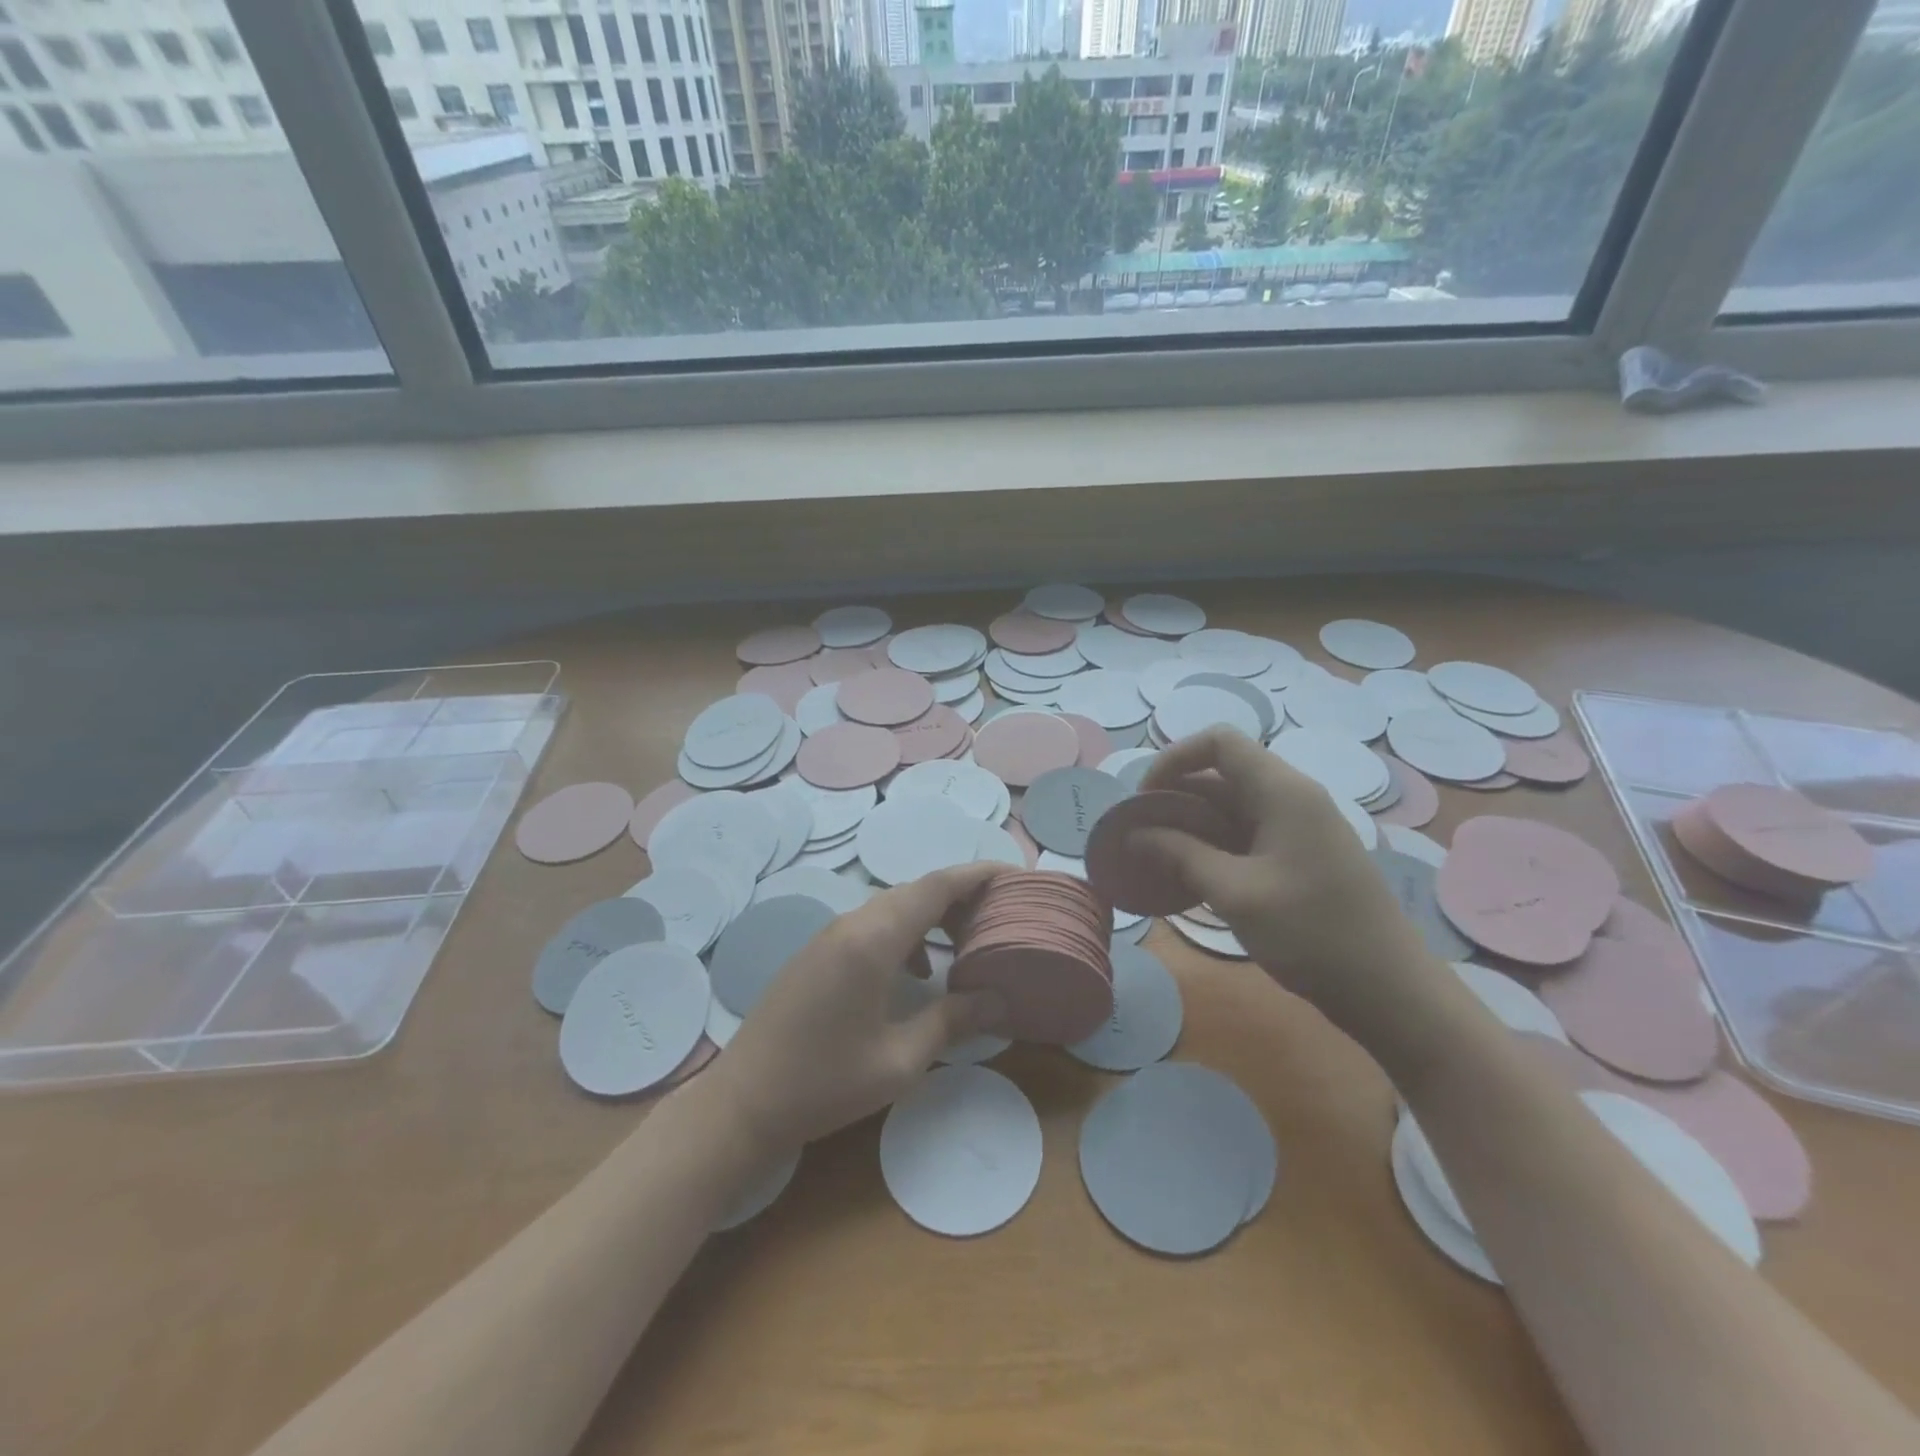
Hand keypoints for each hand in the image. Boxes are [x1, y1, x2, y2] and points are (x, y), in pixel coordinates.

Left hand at [711, 863, 1008, 1154]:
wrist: (742, 1103)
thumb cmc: (825, 1084)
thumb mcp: (899, 1060)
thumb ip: (952, 1021)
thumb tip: (999, 999)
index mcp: (873, 940)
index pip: (935, 887)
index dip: (976, 874)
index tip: (1012, 874)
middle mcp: (851, 924)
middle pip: (915, 890)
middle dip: (960, 894)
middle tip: (1000, 912)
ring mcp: (828, 935)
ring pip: (891, 906)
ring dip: (931, 914)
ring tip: (967, 939)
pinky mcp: (817, 952)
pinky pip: (871, 924)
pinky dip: (904, 932)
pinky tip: (917, 970)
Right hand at [1136, 726, 1435, 1026]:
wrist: (1389, 990)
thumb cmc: (1311, 934)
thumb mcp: (1235, 893)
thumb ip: (1181, 855)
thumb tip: (1134, 834)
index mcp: (1282, 791)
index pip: (1219, 742)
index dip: (1174, 759)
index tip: (1144, 799)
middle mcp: (1291, 798)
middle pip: (1221, 774)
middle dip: (1174, 796)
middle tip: (1138, 833)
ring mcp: (1298, 827)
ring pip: (1231, 806)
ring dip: (1190, 824)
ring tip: (1154, 856)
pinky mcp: (1299, 855)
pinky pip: (1245, 833)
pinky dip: (1212, 845)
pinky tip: (1189, 875)